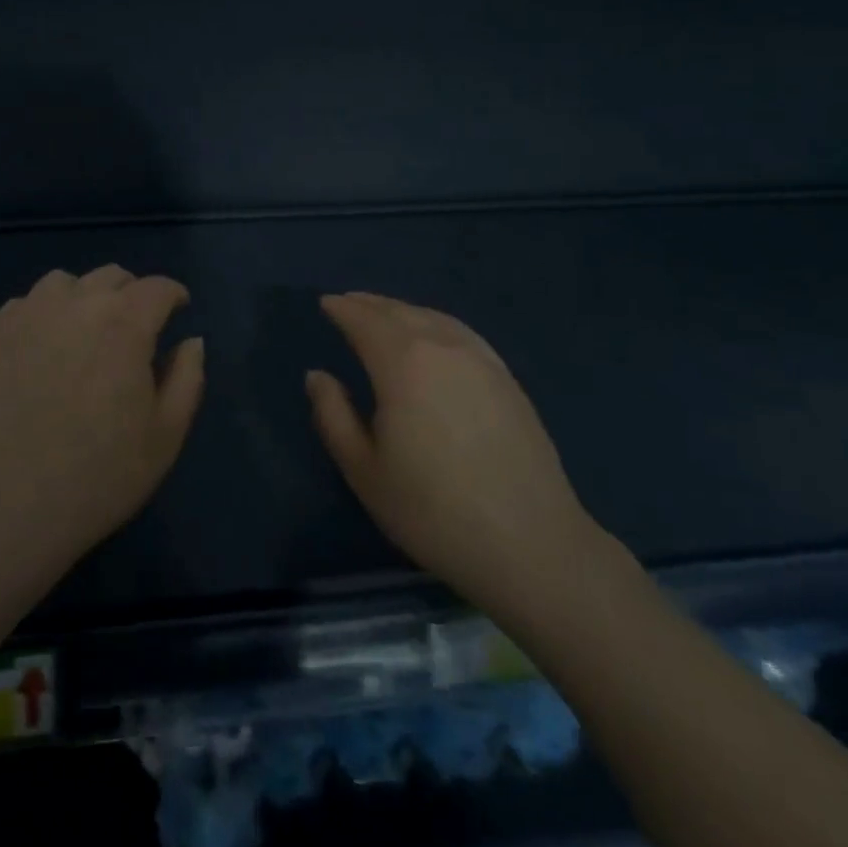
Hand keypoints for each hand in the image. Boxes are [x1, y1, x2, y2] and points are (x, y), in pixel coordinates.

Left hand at [0, 266, 204, 580]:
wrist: (3, 504)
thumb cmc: (97, 475)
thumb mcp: (165, 436)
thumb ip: (187, 378)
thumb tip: (192, 341)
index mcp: (125, 323)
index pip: (158, 288)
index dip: (174, 295)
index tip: (179, 311)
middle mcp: (78, 303)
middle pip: (113, 277)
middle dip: (134, 294)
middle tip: (136, 329)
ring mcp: (30, 313)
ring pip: (68, 282)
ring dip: (87, 297)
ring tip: (87, 332)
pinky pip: (28, 302)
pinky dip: (46, 312)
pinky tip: (45, 346)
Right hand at [306, 292, 595, 610]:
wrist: (530, 544)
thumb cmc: (433, 511)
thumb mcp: (364, 470)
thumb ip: (333, 416)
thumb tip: (317, 376)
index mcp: (402, 363)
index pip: (365, 321)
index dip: (342, 309)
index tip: (326, 303)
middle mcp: (442, 347)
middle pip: (399, 312)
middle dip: (370, 304)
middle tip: (349, 302)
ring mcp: (481, 359)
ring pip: (433, 317)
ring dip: (403, 310)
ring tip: (385, 313)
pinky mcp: (507, 378)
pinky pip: (461, 332)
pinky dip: (436, 322)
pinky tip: (434, 333)